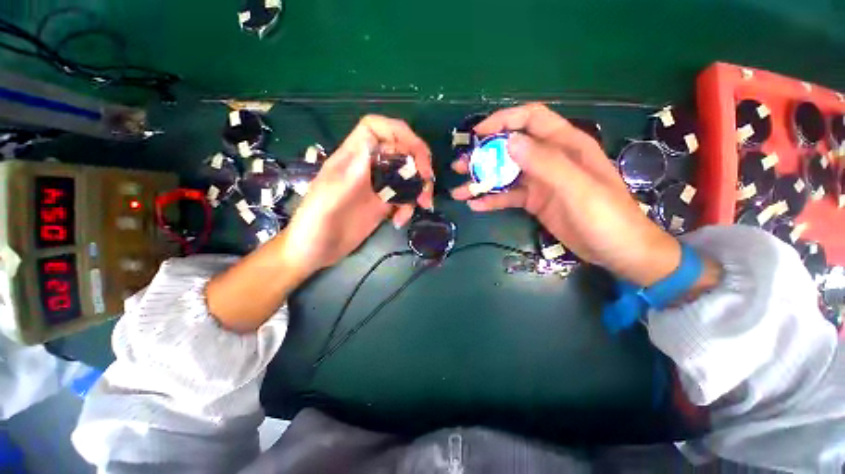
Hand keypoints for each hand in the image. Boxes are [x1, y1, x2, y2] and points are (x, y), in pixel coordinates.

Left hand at [282, 115, 433, 275]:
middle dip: (418, 163)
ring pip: (406, 175)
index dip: (398, 132)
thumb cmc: (313, 225)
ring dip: (419, 187)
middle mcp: (367, 169)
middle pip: (399, 151)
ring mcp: (376, 187)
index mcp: (351, 160)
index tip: (416, 153)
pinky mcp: (382, 205)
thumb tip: (371, 144)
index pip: (375, 129)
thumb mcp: (327, 199)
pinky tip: (401, 221)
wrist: (314, 252)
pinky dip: (408, 207)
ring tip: (423, 205)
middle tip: (427, 181)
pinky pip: (403, 198)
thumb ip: (349, 174)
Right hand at [450, 103, 680, 285]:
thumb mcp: (577, 188)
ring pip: (505, 174)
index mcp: (566, 145)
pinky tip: (475, 206)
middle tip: (461, 166)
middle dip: (484, 154)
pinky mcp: (534, 201)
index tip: (477, 134)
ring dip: (482, 180)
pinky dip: (491, 200)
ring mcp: (540, 182)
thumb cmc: (606, 216)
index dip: (503, 121)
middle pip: (511, 148)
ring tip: (460, 189)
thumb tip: (509, 142)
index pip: (531, 119)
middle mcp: (550, 159)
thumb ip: (546, 163)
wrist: (617, 251)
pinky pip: (508, 197)